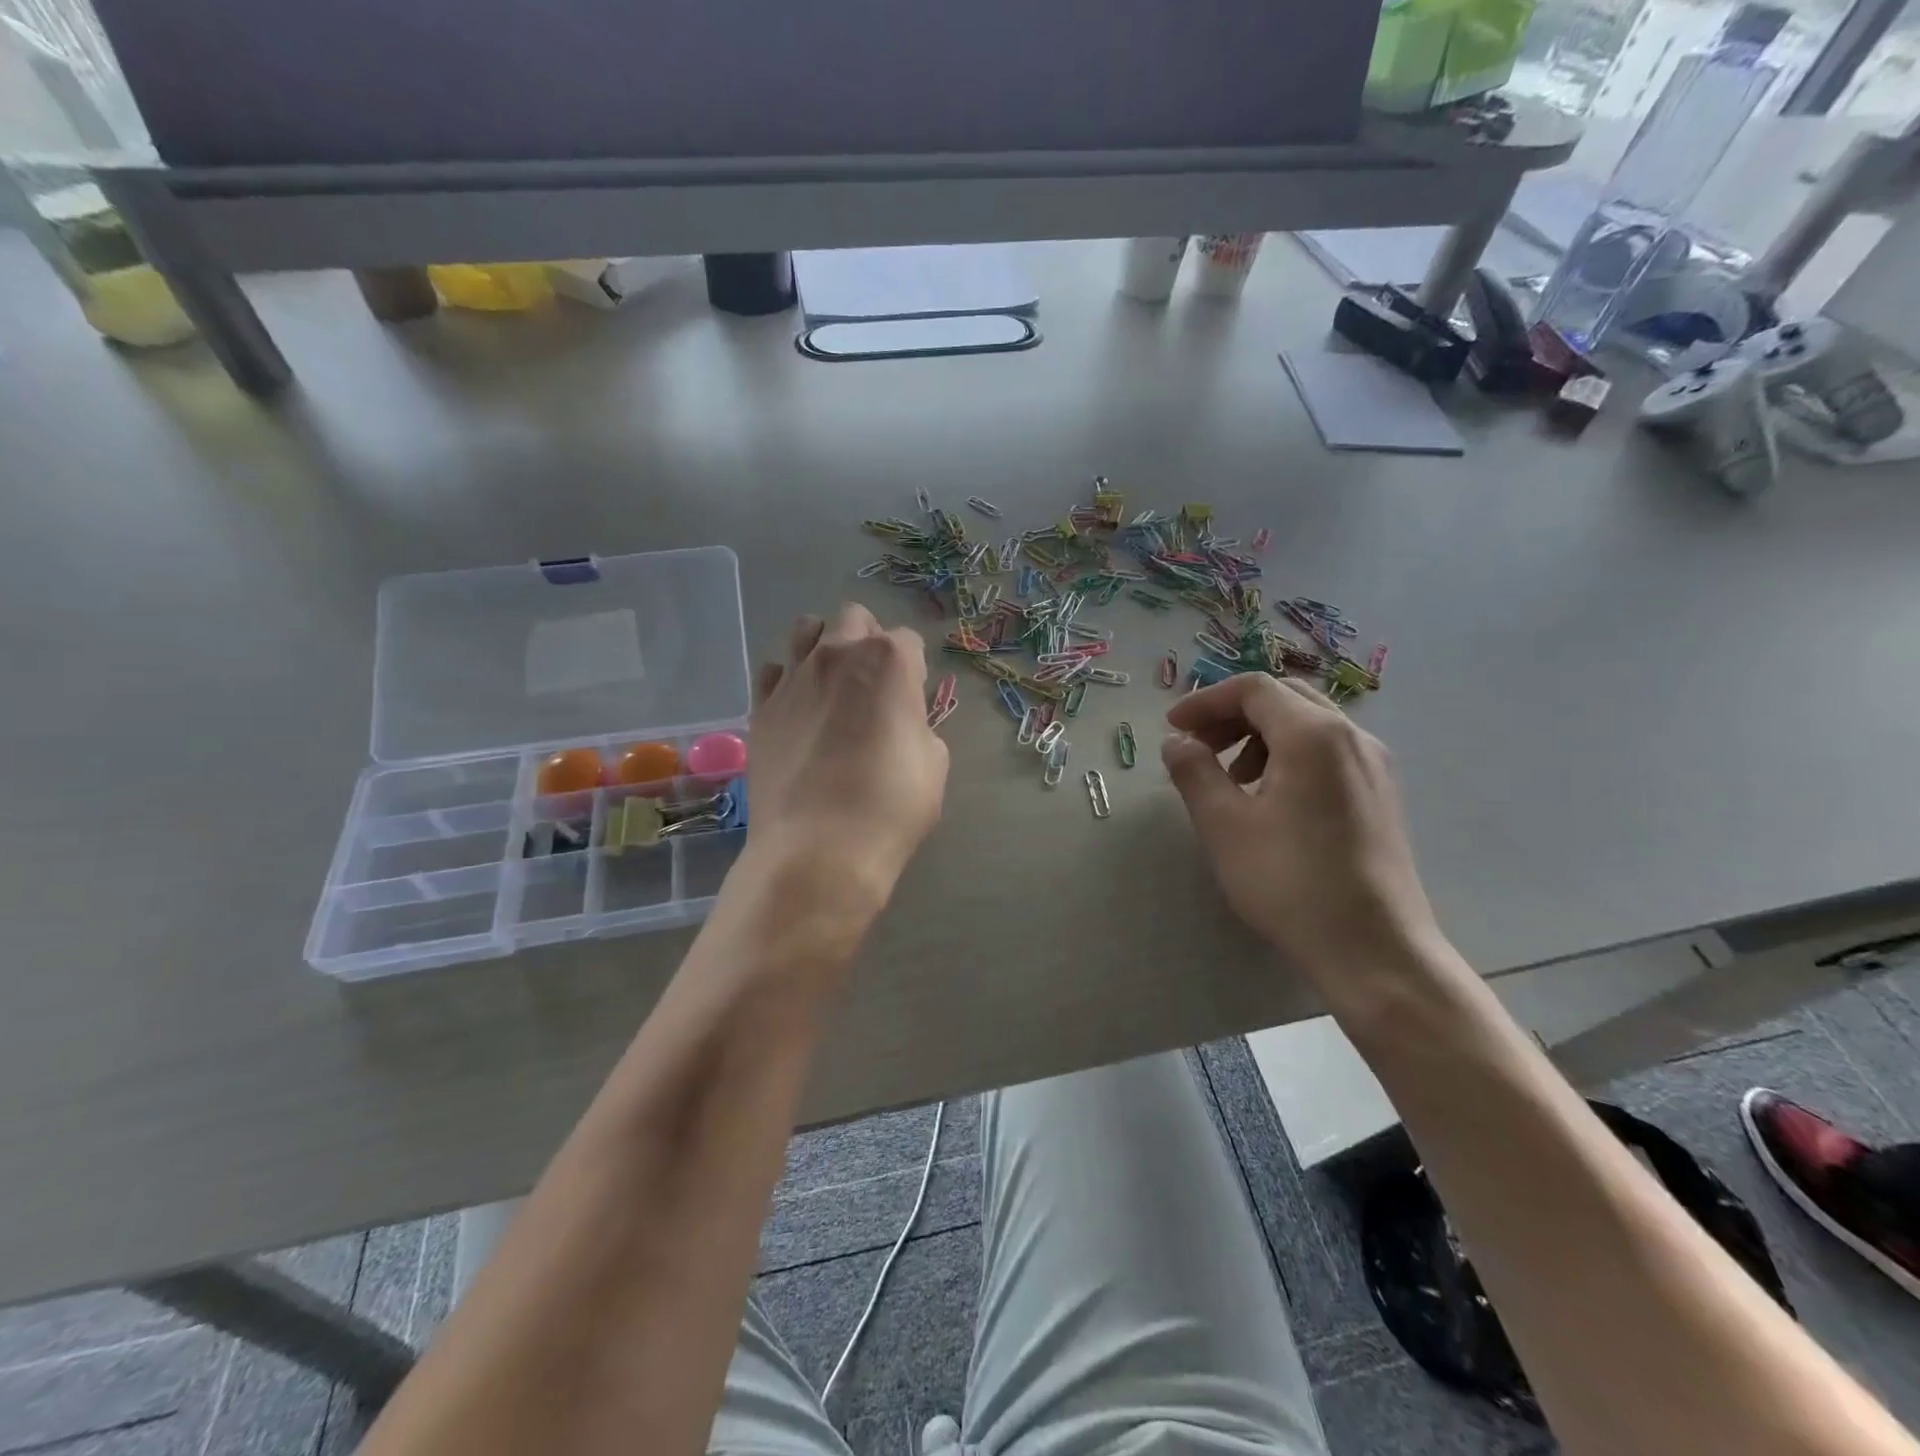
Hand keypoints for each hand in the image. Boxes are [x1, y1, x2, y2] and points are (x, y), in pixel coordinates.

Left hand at [744, 605, 948, 914]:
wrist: (818, 850)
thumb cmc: (890, 806)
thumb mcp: (934, 764)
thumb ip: (919, 726)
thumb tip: (901, 722)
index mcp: (889, 661)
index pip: (908, 640)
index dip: (913, 669)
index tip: (911, 700)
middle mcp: (838, 655)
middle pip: (854, 618)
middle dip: (867, 640)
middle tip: (873, 684)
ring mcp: (792, 678)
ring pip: (805, 630)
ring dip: (824, 645)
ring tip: (832, 685)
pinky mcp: (761, 708)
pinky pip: (773, 672)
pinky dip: (787, 680)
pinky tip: (798, 710)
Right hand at [1161, 674, 1440, 979]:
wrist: (1374, 949)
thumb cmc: (1290, 882)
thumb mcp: (1225, 825)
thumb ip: (1195, 772)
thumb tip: (1177, 741)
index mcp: (1314, 734)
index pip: (1253, 689)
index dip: (1205, 700)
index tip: (1172, 728)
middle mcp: (1352, 736)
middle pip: (1283, 699)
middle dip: (1232, 715)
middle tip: (1197, 746)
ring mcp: (1374, 765)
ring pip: (1308, 724)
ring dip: (1259, 736)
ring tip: (1230, 778)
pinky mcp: (1380, 794)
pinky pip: (1328, 752)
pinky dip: (1288, 756)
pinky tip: (1270, 799)